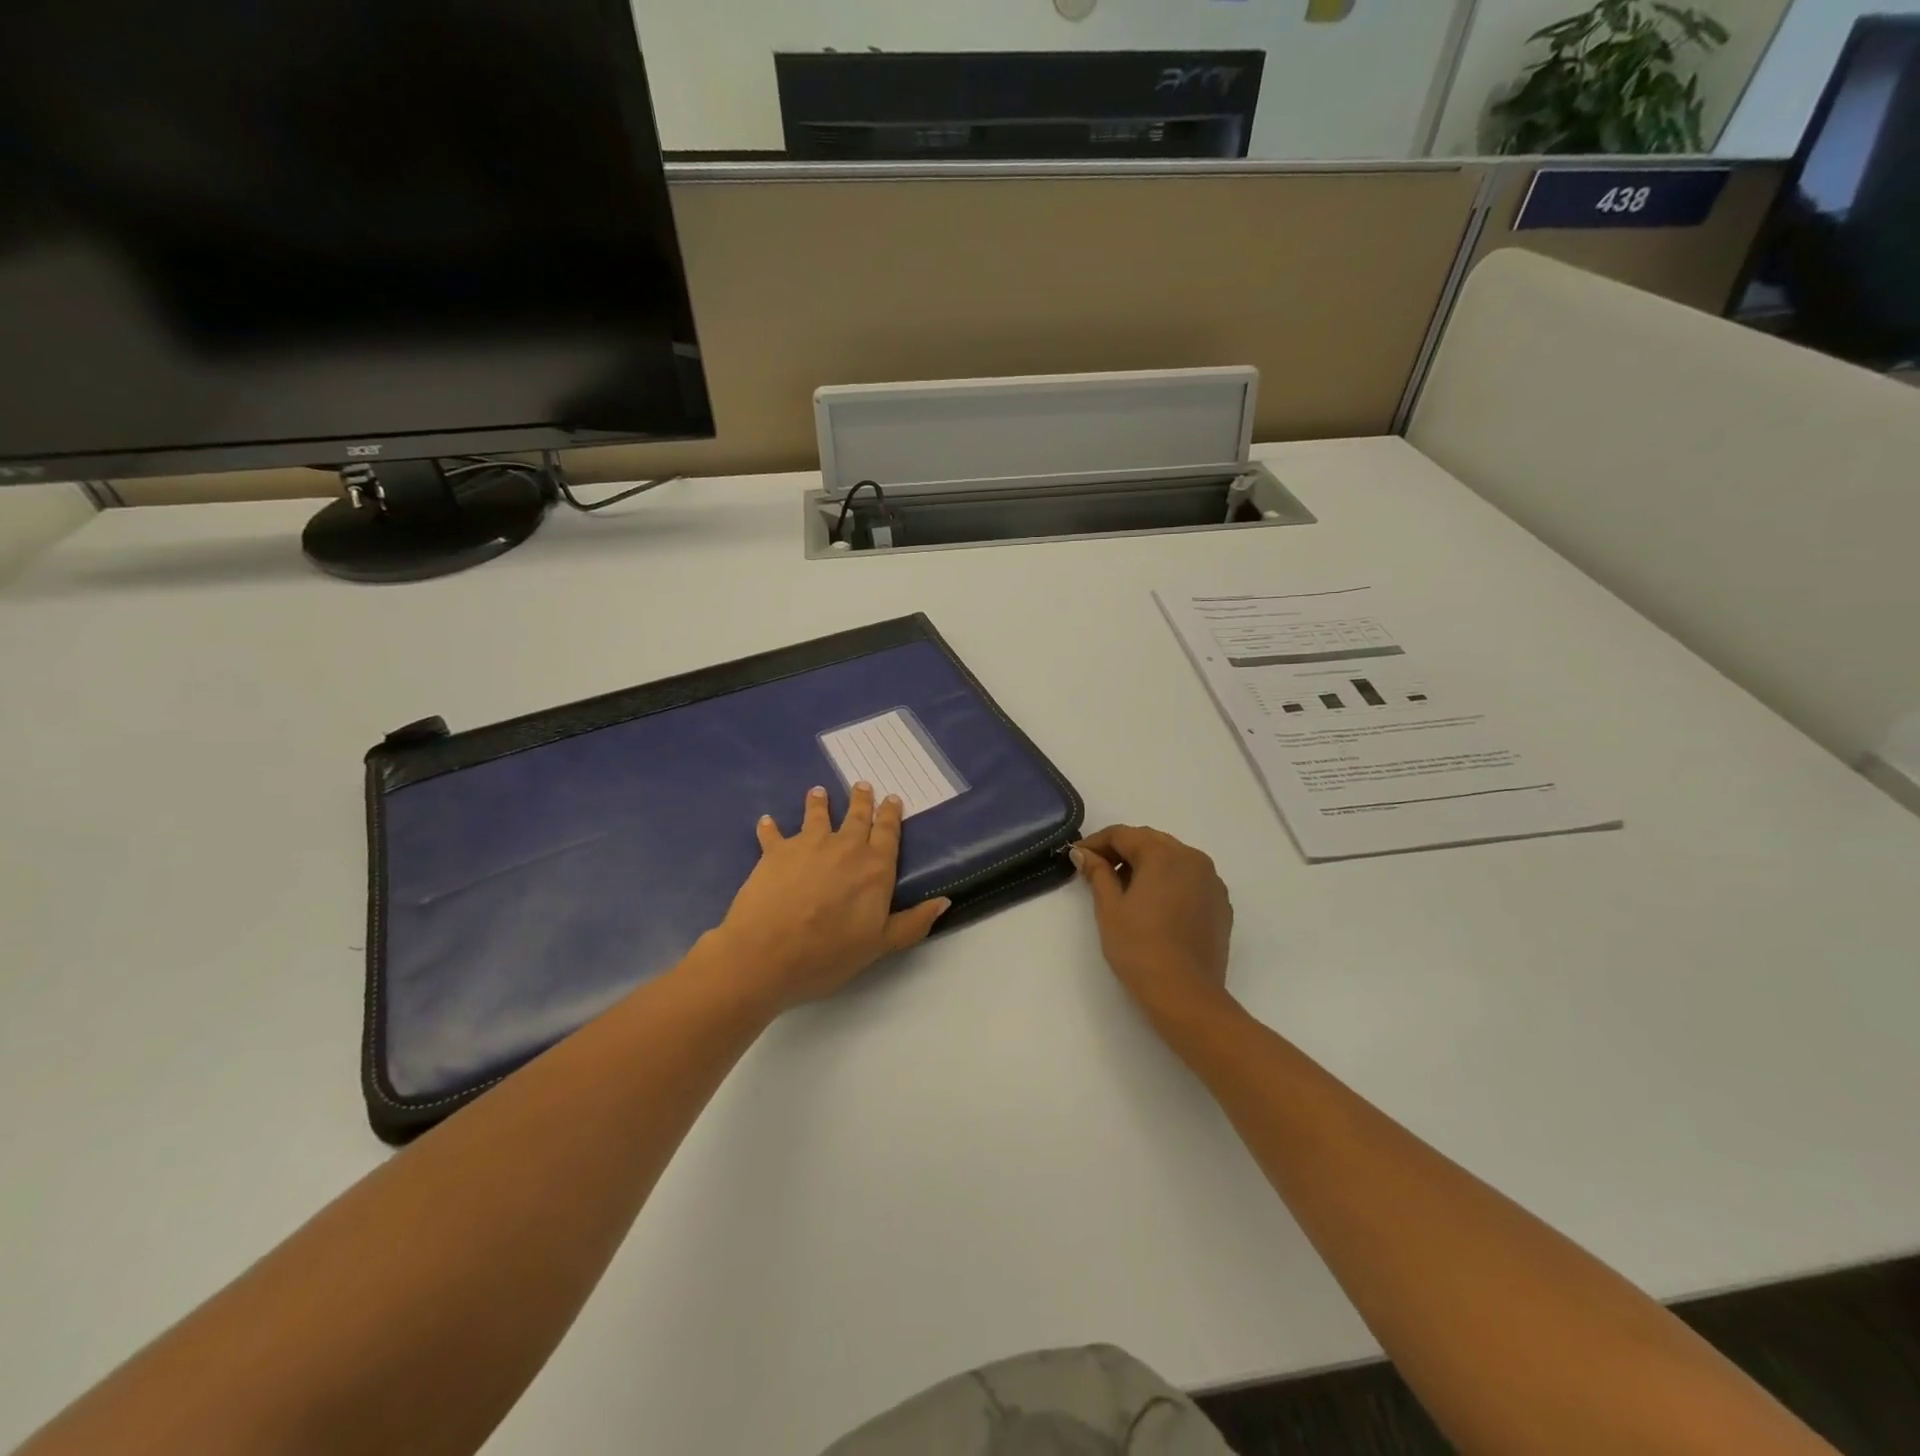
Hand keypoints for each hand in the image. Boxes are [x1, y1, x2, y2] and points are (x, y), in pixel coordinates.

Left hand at [704, 783, 949, 1014]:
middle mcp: (845, 847)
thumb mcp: (880, 946)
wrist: (766, 953)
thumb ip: (913, 923)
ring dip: (819, 803)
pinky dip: (770, 827)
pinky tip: (766, 821)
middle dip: (861, 800)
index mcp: (875, 867)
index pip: (887, 832)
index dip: (890, 814)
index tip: (892, 798)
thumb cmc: (828, 953)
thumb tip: (944, 901)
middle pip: (857, 817)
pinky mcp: (775, 851)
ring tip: (819, 792)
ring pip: (817, 816)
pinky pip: (773, 833)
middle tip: (862, 785)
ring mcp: (808, 845)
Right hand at [1072, 825, 1234, 1027]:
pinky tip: (1154, 904)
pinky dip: (1169, 881)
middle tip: (1096, 870)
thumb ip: (1097, 873)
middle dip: (1122, 851)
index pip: (1123, 835)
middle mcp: (1192, 858)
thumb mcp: (1109, 908)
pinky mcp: (1221, 904)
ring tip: (1124, 888)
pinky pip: (1190, 879)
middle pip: (1150, 841)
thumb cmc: (1140, 948)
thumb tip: (1084, 854)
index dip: (1096, 843)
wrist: (1186, 995)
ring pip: (1173, 859)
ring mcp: (1212, 881)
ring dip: (1146, 865)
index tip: (1076, 857)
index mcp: (1163, 855)